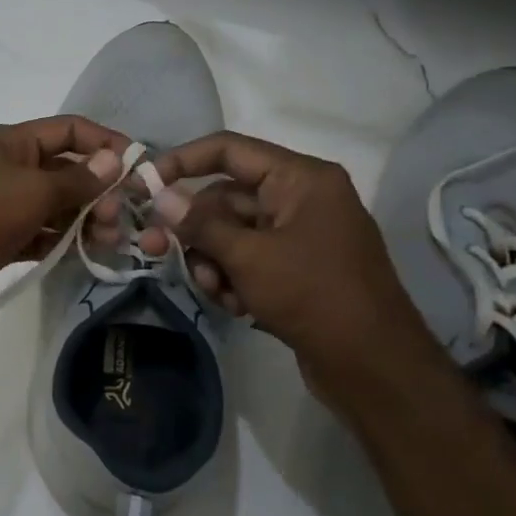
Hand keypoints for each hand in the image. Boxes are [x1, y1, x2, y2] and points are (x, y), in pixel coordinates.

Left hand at [0, 115, 130, 321]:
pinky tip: (86, 252)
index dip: (103, 142)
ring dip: (84, 219)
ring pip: (54, 206)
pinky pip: (40, 233)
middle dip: (97, 190)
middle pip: (64, 170)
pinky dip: (62, 240)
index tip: (137, 165)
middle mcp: (7, 168)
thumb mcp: (34, 190)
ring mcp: (3, 205)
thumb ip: (78, 180)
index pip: (67, 130)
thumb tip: (114, 161)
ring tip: (110, 239)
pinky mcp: (1, 238)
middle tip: (120, 217)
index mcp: (10, 143)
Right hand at [127, 131, 433, 381]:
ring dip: (211, 260)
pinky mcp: (295, 267)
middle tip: (154, 249)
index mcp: (300, 179)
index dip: (181, 161)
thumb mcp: (248, 256)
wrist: (373, 365)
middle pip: (224, 197)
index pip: (228, 150)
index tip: (142, 184)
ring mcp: (298, 234)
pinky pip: (247, 258)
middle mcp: (300, 198)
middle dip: (194, 230)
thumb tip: (159, 197)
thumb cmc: (313, 295)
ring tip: (216, 291)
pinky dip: (232, 278)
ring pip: (230, 232)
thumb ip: (200, 223)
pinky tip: (236, 306)